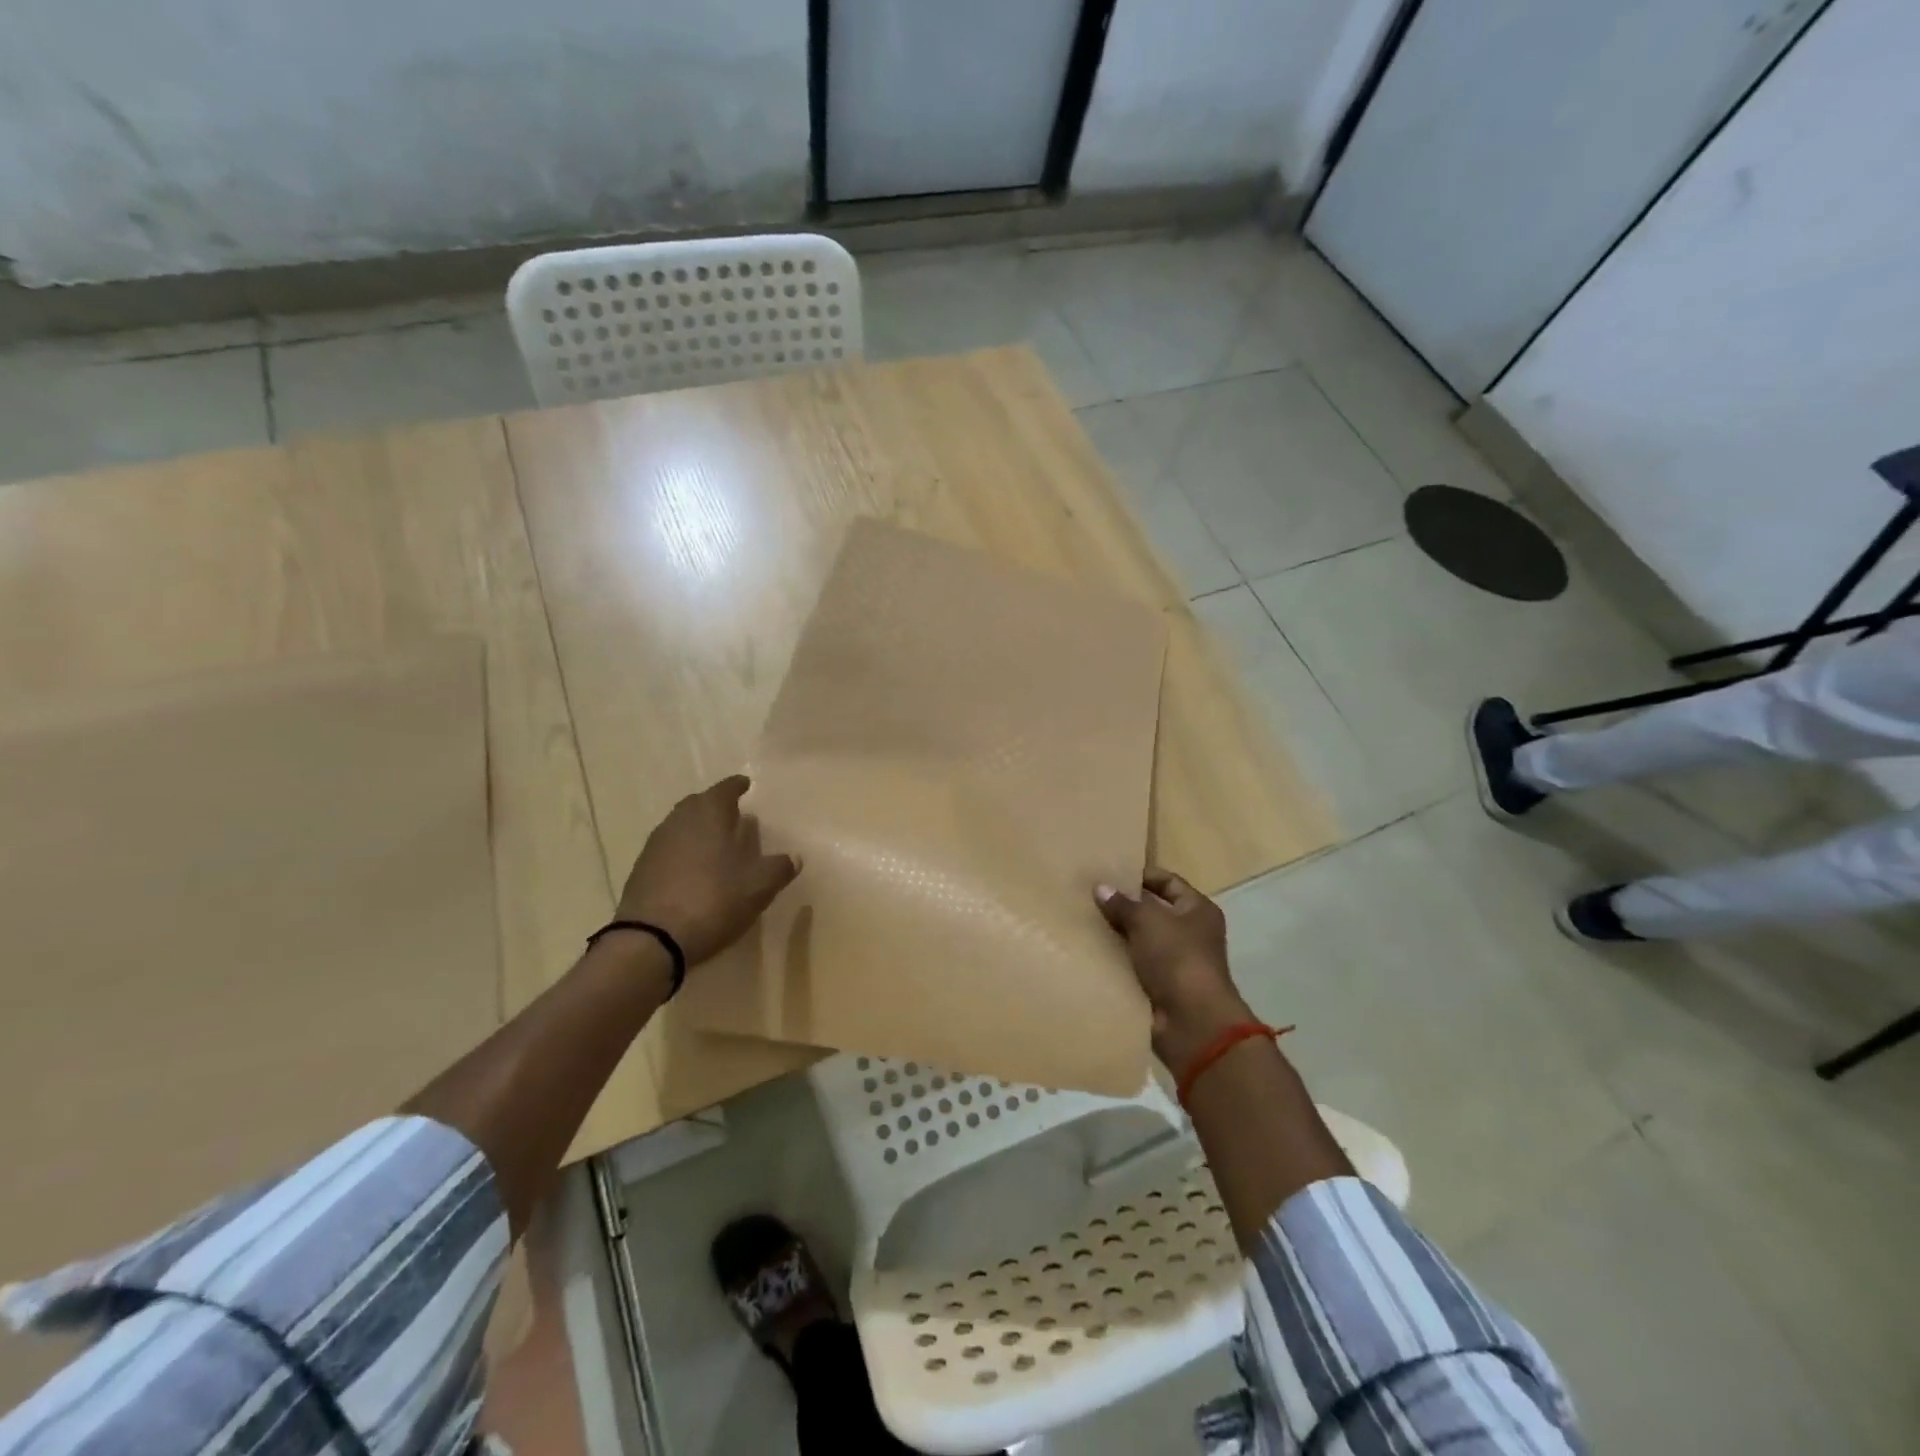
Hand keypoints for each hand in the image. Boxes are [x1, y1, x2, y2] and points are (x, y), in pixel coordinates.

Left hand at [617, 775, 800, 966]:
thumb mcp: (758, 886)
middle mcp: (679, 820)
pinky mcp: (641, 870)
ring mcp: (656, 844)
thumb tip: (794, 857)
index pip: (725, 789)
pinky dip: (683, 851)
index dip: (737, 786)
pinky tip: (693, 869)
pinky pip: (668, 849)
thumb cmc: (713, 900)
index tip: (745, 784)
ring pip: (681, 825)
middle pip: (698, 804)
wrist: (652, 939)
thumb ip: (779, 868)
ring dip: (698, 829)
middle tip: (733, 814)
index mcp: (708, 814)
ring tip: (715, 843)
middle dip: (715, 805)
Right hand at [1095, 869, 1252, 1070]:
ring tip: (1084, 919)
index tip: (1110, 871)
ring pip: (1141, 939)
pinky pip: (1134, 965)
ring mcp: (1176, 962)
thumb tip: (1101, 887)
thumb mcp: (1147, 921)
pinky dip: (1117, 959)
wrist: (1192, 1022)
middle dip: (1124, 905)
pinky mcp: (1161, 987)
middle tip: (1090, 895)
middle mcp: (1190, 933)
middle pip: (1153, 911)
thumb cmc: (1177, 958)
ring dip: (1118, 933)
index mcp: (1198, 910)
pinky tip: (1091, 950)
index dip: (1142, 875)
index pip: (1168, 882)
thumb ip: (1123, 903)